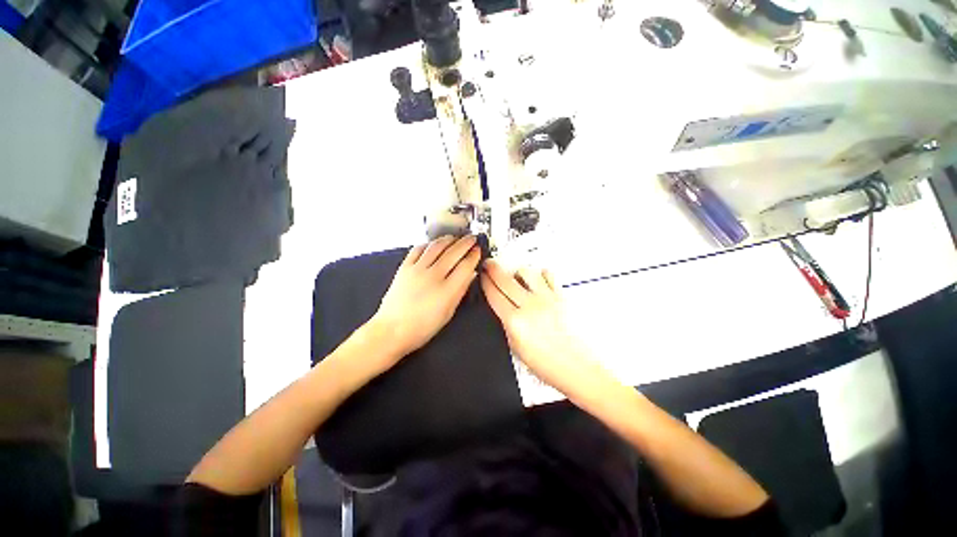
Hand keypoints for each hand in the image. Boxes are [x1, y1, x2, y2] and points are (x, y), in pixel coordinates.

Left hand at [370, 235, 481, 360]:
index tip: (478, 251)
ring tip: (455, 237)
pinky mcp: (404, 268)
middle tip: (471, 238)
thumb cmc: (421, 327)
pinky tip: (433, 243)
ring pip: (436, 247)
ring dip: (448, 239)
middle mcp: (433, 276)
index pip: (466, 266)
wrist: (392, 330)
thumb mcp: (448, 313)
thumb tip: (470, 275)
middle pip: (453, 252)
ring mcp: (417, 270)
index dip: (474, 256)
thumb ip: (460, 291)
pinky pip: (417, 249)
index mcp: (447, 290)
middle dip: (465, 243)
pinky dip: (428, 244)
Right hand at [480, 261, 598, 395]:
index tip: (482, 275)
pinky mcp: (560, 297)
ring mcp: (546, 299)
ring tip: (516, 276)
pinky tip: (538, 280)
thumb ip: (507, 324)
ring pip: (526, 272)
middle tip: (489, 264)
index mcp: (515, 321)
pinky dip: (540, 274)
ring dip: (517, 271)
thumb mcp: (516, 347)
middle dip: (493, 268)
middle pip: (505, 279)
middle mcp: (530, 306)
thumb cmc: (546, 364)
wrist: (576, 367)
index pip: (494, 294)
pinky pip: (548, 276)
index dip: (485, 282)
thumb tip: (502, 307)